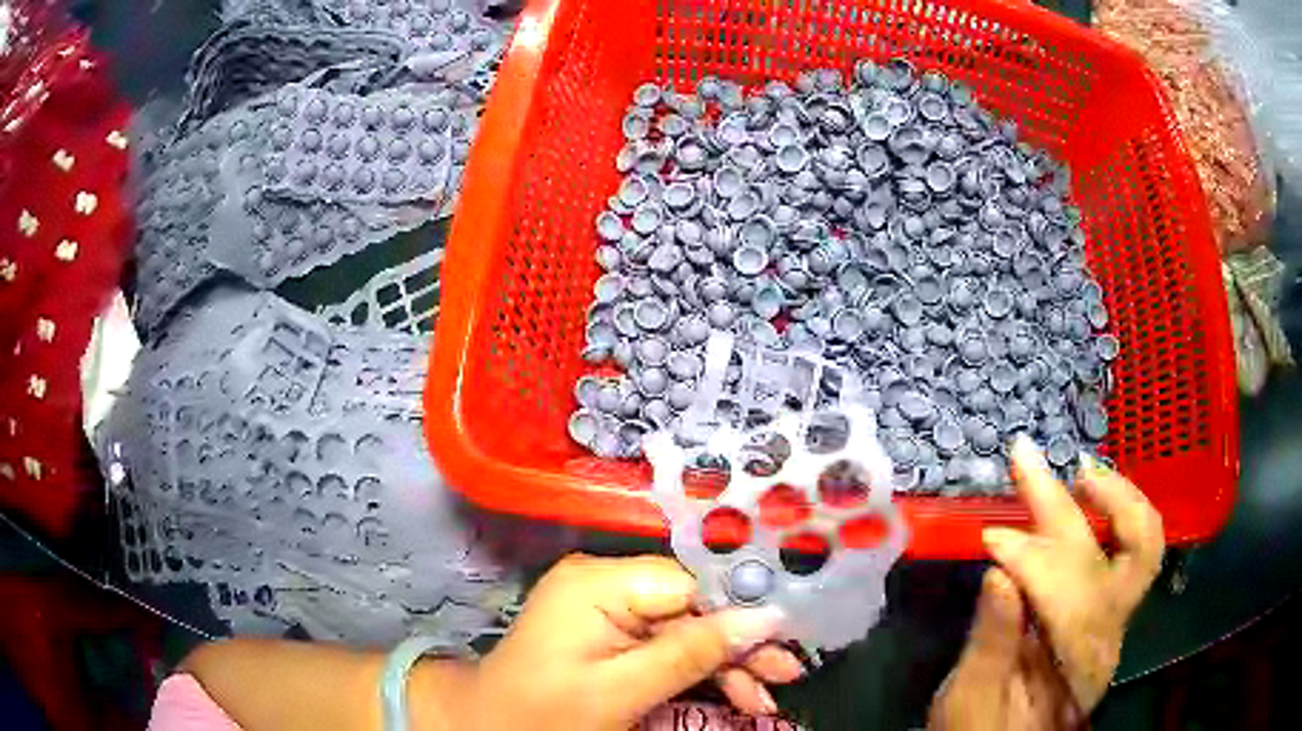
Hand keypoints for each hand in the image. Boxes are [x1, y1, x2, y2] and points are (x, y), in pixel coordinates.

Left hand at [453, 554, 800, 729]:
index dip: (740, 611)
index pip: (690, 585)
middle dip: (739, 645)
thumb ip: (691, 653)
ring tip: (766, 697)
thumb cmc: (545, 712)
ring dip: (727, 664)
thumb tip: (764, 619)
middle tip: (785, 675)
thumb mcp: (622, 690)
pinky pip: (668, 643)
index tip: (786, 638)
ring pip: (687, 628)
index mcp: (599, 584)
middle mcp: (605, 583)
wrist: (490, 726)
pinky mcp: (611, 631)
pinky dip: (699, 670)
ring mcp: (608, 607)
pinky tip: (735, 692)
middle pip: (693, 607)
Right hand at [928, 436, 1164, 729]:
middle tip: (1030, 458)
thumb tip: (999, 575)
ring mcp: (1114, 624)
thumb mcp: (971, 703)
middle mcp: (1108, 639)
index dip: (1031, 560)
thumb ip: (991, 645)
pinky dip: (1114, 516)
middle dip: (1068, 506)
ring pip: (1139, 547)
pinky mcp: (1107, 616)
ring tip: (1081, 467)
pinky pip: (1127, 554)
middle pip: (1111, 558)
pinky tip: (1089, 497)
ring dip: (1114, 498)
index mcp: (1074, 668)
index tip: (987, 538)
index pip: (1069, 597)